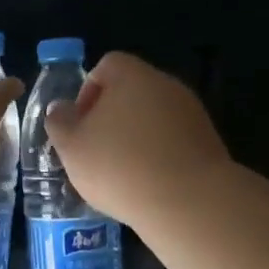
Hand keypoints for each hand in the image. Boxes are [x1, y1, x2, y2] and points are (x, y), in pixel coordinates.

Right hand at [44, 52, 231, 227]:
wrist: (188, 203)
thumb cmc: (119, 167)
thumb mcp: (71, 147)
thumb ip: (59, 122)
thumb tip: (61, 109)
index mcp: (132, 76)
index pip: (107, 65)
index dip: (87, 92)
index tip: (80, 126)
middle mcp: (166, 85)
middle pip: (132, 91)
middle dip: (111, 118)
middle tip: (96, 151)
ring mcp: (192, 113)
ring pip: (153, 118)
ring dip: (136, 138)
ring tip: (122, 174)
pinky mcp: (208, 142)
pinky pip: (173, 141)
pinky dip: (159, 156)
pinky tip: (149, 184)